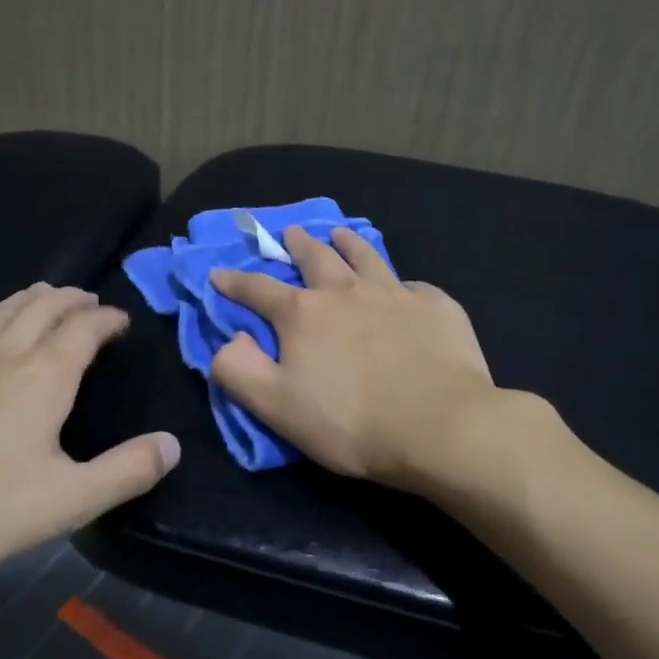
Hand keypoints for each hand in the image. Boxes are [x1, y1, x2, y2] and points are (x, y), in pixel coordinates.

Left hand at [0, 284, 179, 606]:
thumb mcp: (67, 501)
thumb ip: (125, 472)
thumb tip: (173, 445)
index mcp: (42, 378)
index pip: (83, 329)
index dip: (107, 319)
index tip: (123, 320)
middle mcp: (0, 359)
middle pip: (39, 310)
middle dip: (68, 299)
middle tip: (87, 299)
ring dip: (23, 302)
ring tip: (41, 294)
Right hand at [210, 227, 536, 494]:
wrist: (439, 426)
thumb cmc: (349, 422)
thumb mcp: (276, 406)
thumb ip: (239, 370)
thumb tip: (227, 339)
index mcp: (303, 314)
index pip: (258, 289)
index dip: (235, 281)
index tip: (219, 273)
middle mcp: (346, 291)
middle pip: (316, 257)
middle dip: (298, 244)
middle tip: (290, 233)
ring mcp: (394, 294)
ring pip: (365, 257)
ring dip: (348, 243)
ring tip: (340, 234)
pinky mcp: (435, 306)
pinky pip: (413, 285)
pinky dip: (399, 283)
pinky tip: (403, 288)